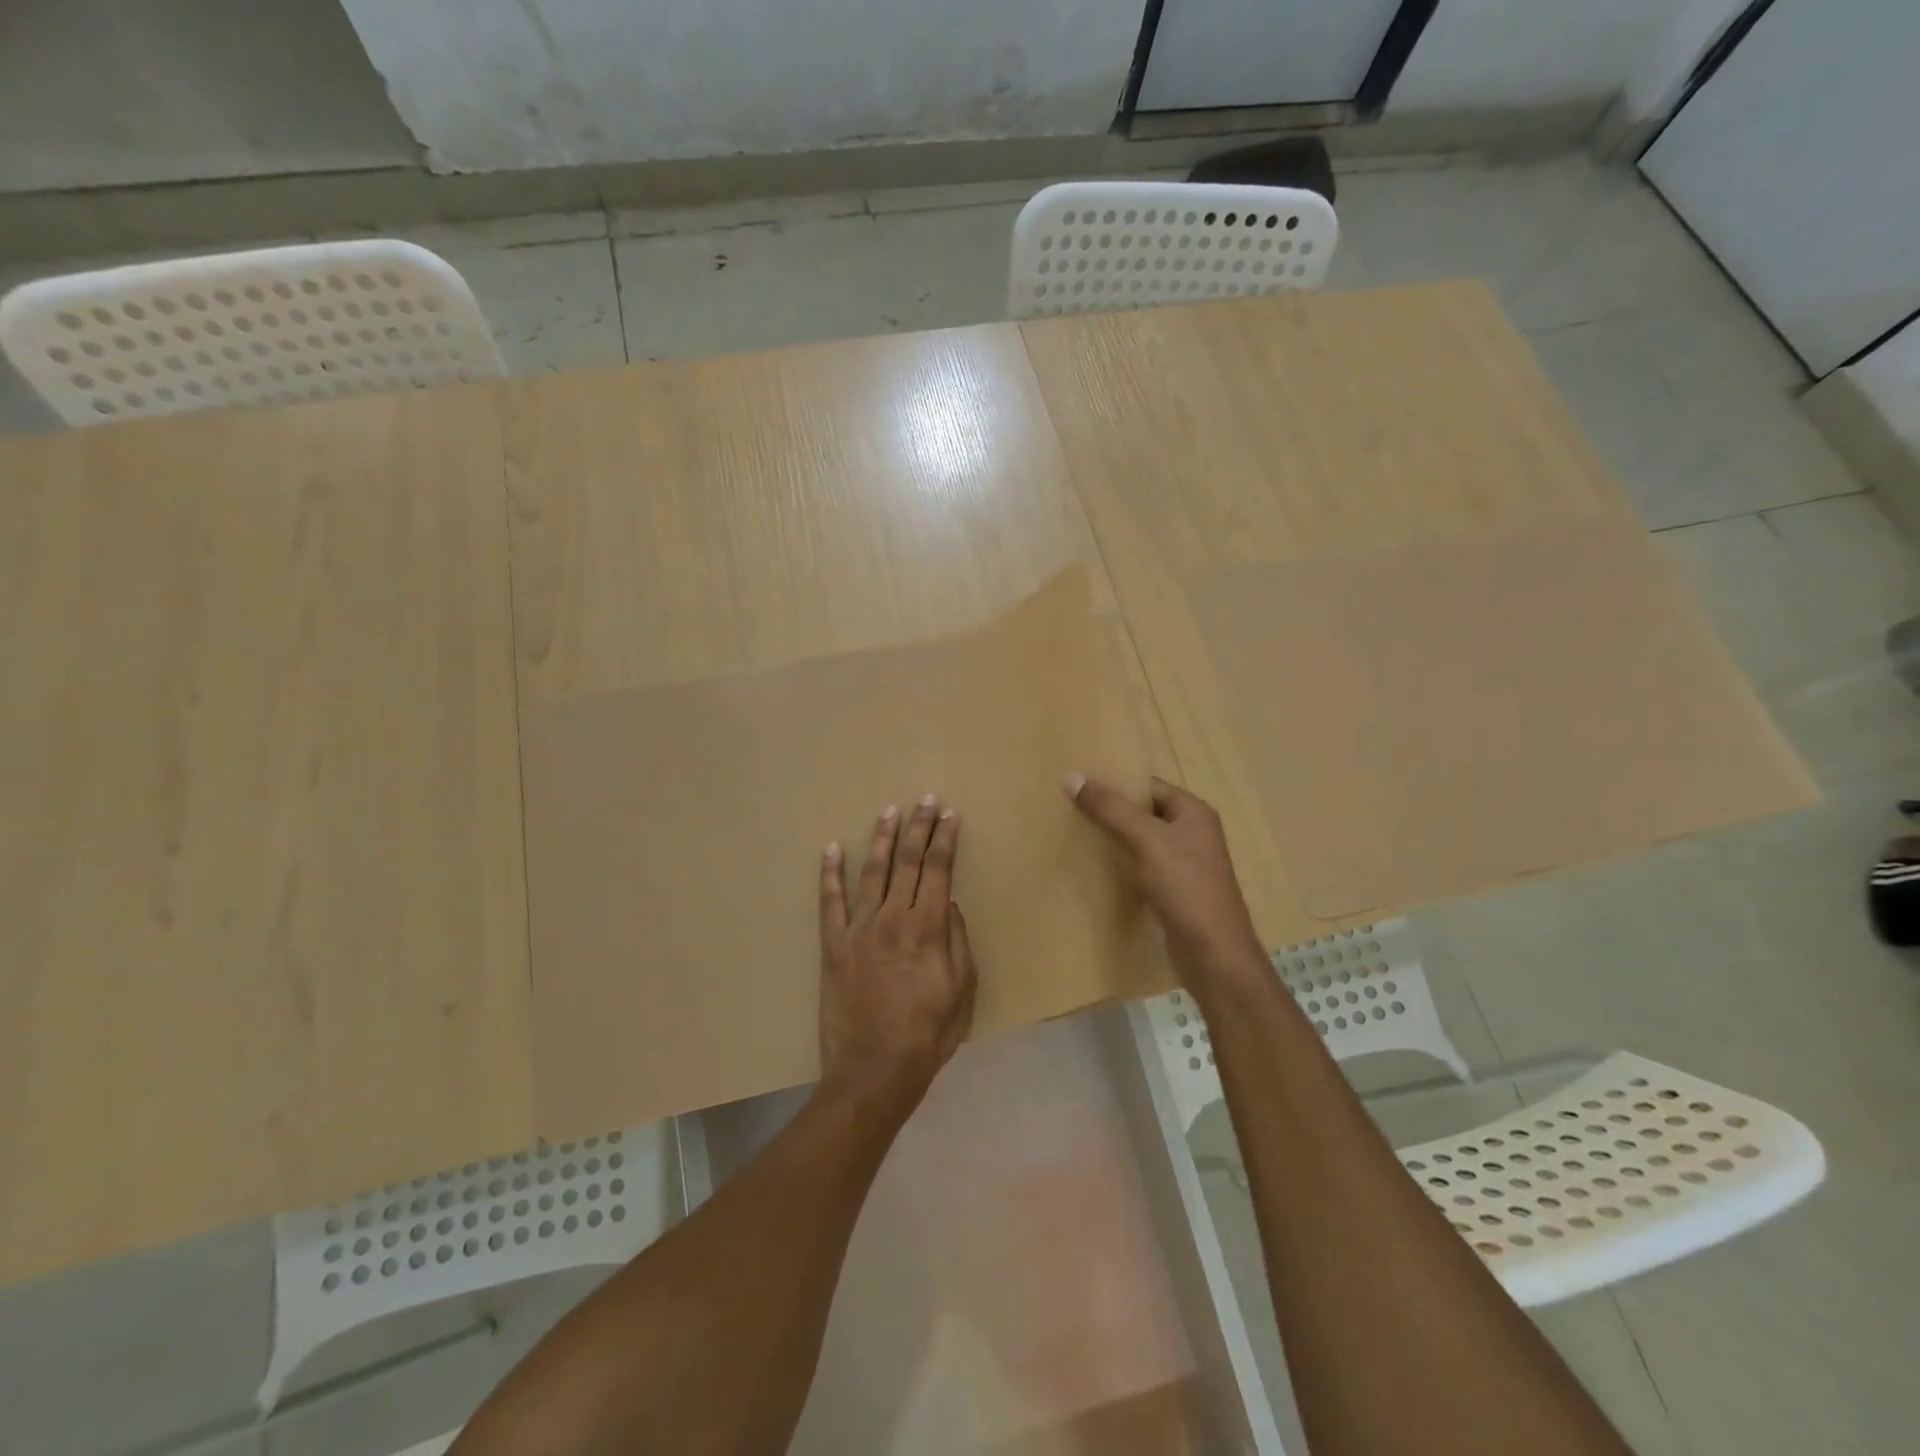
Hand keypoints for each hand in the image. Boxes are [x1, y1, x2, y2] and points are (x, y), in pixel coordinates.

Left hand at [818, 795, 978, 1114]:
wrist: (874, 1070)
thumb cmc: (928, 1033)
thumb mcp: (963, 989)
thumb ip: (957, 940)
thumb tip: (948, 902)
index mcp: (927, 928)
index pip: (938, 870)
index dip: (945, 840)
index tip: (950, 815)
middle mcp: (892, 918)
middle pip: (907, 862)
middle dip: (919, 827)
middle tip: (925, 799)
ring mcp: (859, 929)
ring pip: (872, 872)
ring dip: (882, 839)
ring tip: (889, 811)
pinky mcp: (833, 945)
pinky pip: (830, 902)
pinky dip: (830, 874)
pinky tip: (832, 849)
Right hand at [1065, 772, 1266, 987]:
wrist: (1213, 953)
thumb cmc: (1186, 887)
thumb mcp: (1147, 840)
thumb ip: (1111, 808)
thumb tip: (1073, 776)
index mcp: (1194, 813)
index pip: (1149, 787)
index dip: (1117, 785)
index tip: (1080, 787)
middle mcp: (1193, 834)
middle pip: (1144, 814)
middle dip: (1111, 813)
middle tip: (1070, 810)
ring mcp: (1185, 865)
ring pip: (1142, 843)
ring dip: (1115, 841)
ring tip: (1076, 836)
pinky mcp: (1175, 892)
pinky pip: (1143, 868)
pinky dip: (1122, 866)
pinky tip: (1096, 870)